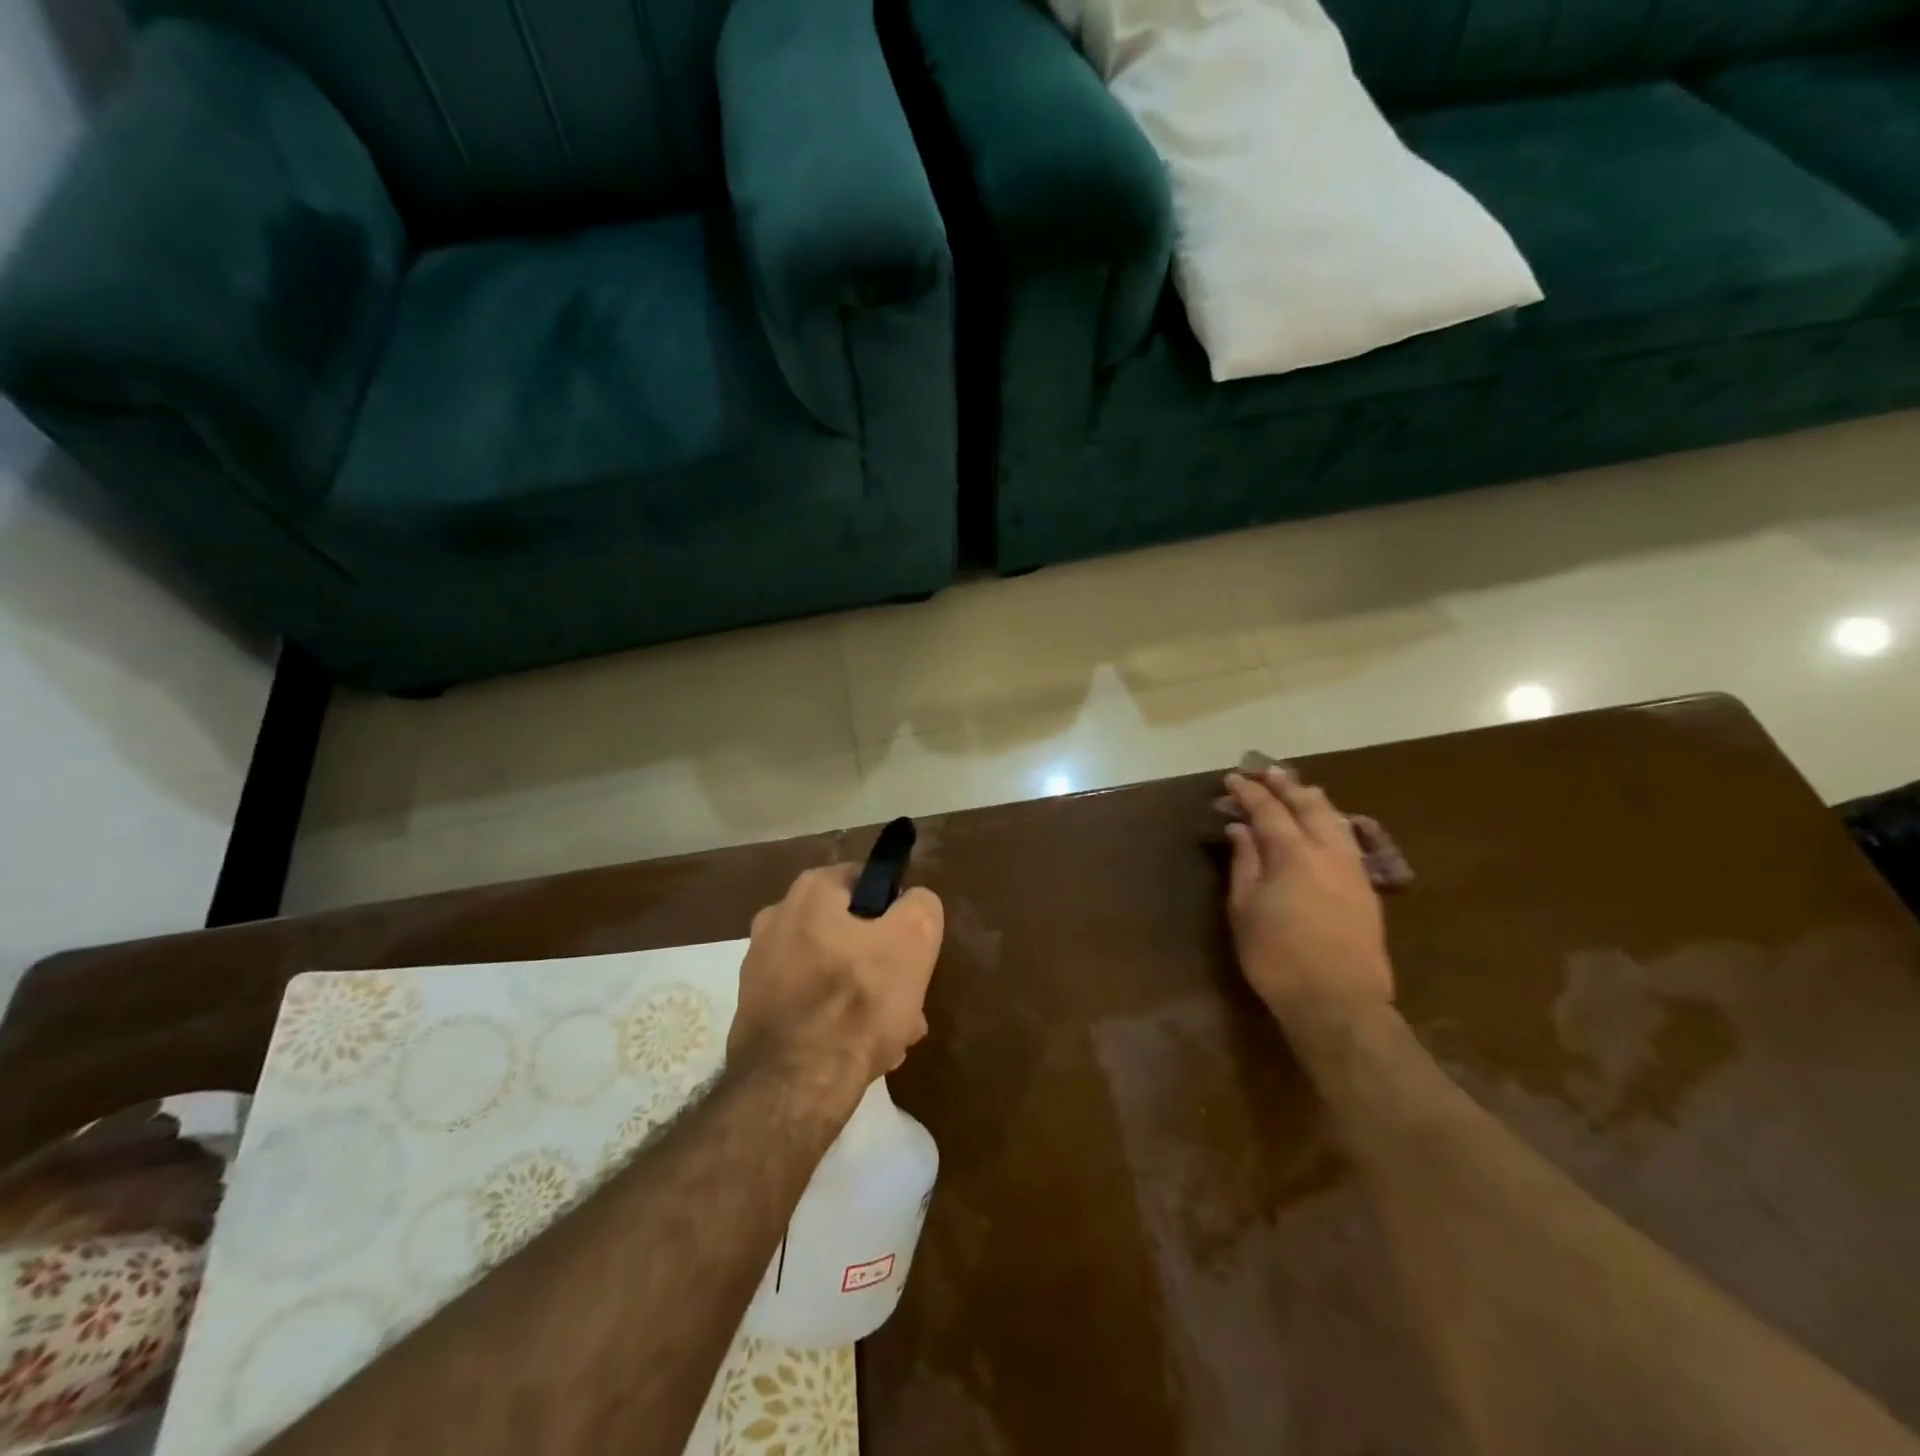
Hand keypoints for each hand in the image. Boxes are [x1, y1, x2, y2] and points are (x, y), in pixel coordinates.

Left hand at [731, 865, 944, 1088]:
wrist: (793, 1085)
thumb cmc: (858, 1000)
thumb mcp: (915, 937)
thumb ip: (920, 905)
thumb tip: (912, 903)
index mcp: (810, 891)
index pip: (867, 882)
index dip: (896, 914)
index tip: (911, 951)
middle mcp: (776, 918)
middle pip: (850, 932)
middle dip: (881, 964)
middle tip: (905, 999)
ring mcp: (760, 966)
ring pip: (832, 972)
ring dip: (862, 997)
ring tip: (890, 1035)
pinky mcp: (755, 1010)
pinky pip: (809, 1003)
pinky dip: (833, 1020)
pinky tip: (857, 1051)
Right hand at [1224, 767, 1394, 1022]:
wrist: (1338, 1001)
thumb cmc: (1277, 956)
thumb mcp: (1245, 909)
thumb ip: (1244, 862)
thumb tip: (1241, 829)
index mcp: (1292, 853)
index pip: (1267, 809)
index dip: (1248, 792)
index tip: (1232, 779)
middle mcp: (1327, 851)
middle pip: (1308, 805)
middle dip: (1285, 785)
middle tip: (1267, 771)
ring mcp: (1353, 869)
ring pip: (1335, 819)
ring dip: (1313, 799)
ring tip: (1300, 788)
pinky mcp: (1366, 889)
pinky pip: (1349, 839)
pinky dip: (1333, 822)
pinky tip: (1328, 825)